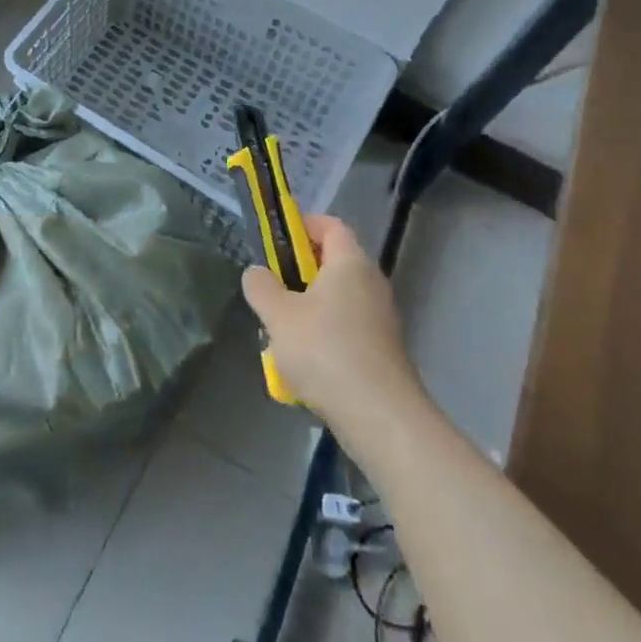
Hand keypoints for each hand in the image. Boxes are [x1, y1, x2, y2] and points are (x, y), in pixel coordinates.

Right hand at [241, 214, 422, 426]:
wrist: (379, 416)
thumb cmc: (325, 350)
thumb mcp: (278, 315)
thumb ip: (261, 287)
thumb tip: (257, 273)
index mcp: (350, 263)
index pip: (331, 225)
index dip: (303, 225)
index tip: (276, 240)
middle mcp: (371, 283)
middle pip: (333, 263)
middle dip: (299, 273)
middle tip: (272, 290)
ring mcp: (381, 319)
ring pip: (338, 300)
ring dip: (309, 309)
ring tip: (281, 333)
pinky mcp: (382, 351)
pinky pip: (347, 330)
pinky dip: (324, 337)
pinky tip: (303, 365)